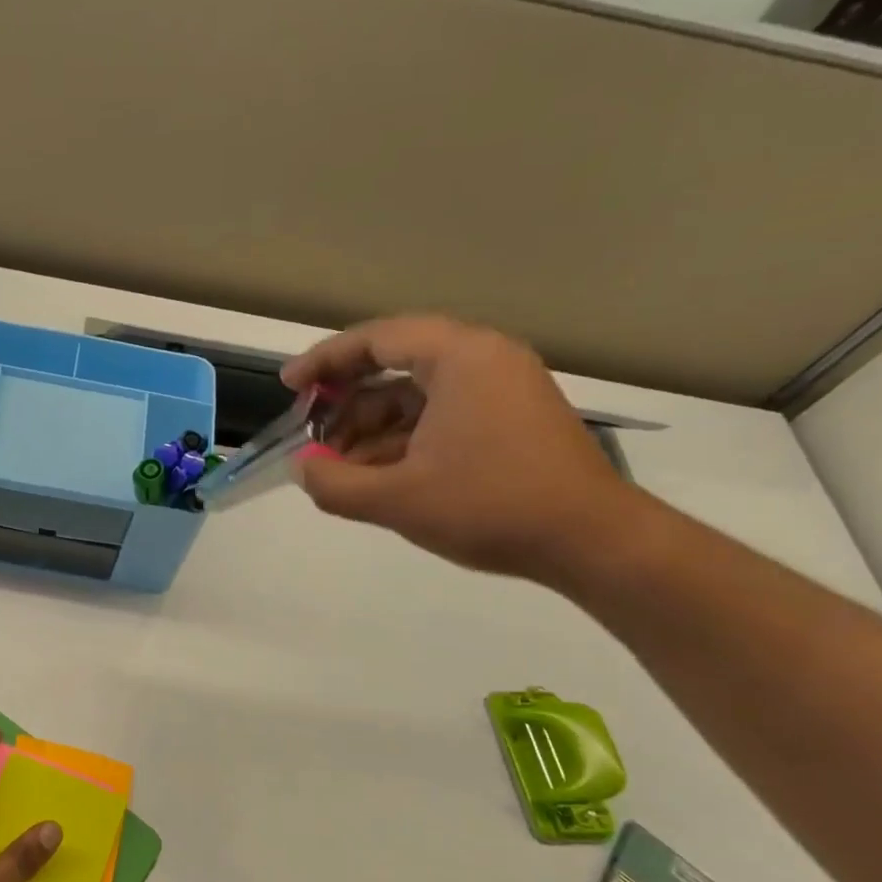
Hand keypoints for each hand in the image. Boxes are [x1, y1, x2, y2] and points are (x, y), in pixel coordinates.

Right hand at [280, 315, 632, 582]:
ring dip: (371, 426)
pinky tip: (376, 474)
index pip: (376, 339)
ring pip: (416, 393)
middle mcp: (483, 359)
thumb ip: (333, 483)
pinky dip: (402, 438)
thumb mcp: (397, 499)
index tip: (289, 387)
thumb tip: (301, 468)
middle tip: (310, 432)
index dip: (324, 361)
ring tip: (337, 466)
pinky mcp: (510, 418)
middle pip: (395, 362)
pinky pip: (441, 413)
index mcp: (460, 358)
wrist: (592, 542)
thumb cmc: (490, 507)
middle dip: (346, 400)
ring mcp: (501, 388)